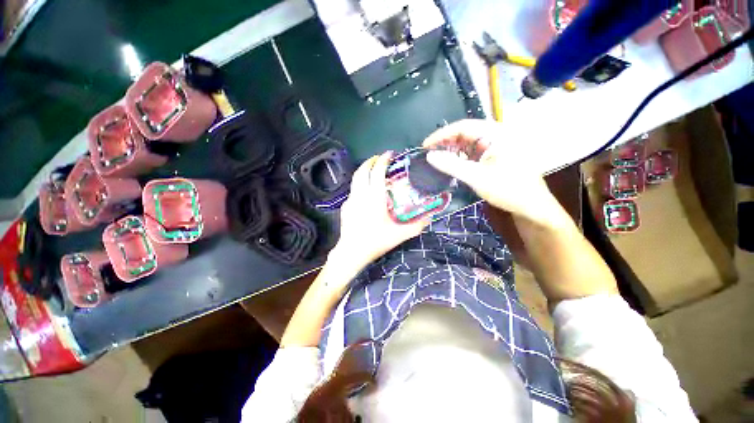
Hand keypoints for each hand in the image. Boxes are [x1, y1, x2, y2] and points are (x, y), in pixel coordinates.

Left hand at [329, 152, 429, 272]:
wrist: (352, 252)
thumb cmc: (376, 241)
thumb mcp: (400, 235)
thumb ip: (417, 225)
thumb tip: (431, 217)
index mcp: (374, 197)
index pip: (377, 171)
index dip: (383, 160)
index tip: (389, 154)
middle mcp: (360, 194)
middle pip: (362, 170)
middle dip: (370, 161)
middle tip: (379, 159)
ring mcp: (350, 200)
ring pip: (355, 179)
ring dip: (363, 170)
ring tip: (372, 170)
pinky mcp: (345, 207)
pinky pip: (352, 190)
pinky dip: (359, 184)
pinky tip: (365, 192)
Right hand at [423, 119, 560, 224]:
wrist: (530, 206)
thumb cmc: (507, 189)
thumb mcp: (476, 177)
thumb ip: (451, 165)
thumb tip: (429, 156)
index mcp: (496, 133)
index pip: (463, 126)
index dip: (441, 135)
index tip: (425, 146)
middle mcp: (496, 134)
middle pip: (465, 133)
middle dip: (446, 143)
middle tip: (429, 153)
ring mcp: (496, 145)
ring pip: (467, 142)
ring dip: (452, 150)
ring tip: (437, 159)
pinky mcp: (494, 155)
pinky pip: (473, 151)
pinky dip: (460, 157)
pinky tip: (451, 164)